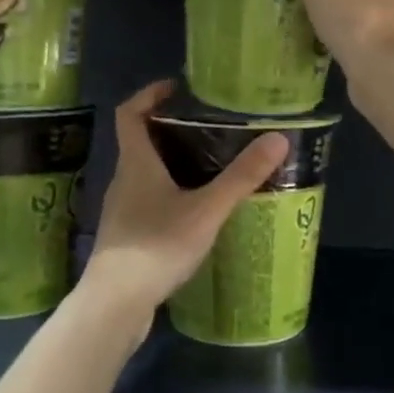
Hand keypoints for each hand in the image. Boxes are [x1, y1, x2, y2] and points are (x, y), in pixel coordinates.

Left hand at [77, 81, 286, 331]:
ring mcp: (121, 210)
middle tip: (207, 129)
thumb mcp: (206, 210)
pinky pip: (147, 201)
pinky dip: (168, 194)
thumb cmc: (156, 246)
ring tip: (208, 168)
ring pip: (144, 174)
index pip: (130, 112)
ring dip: (170, 164)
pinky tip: (193, 213)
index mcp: (136, 162)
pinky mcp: (125, 236)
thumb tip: (278, 138)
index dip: (149, 94)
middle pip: (139, 142)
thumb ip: (241, 176)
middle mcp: (123, 179)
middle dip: (169, 130)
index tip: (176, 88)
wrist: (115, 303)